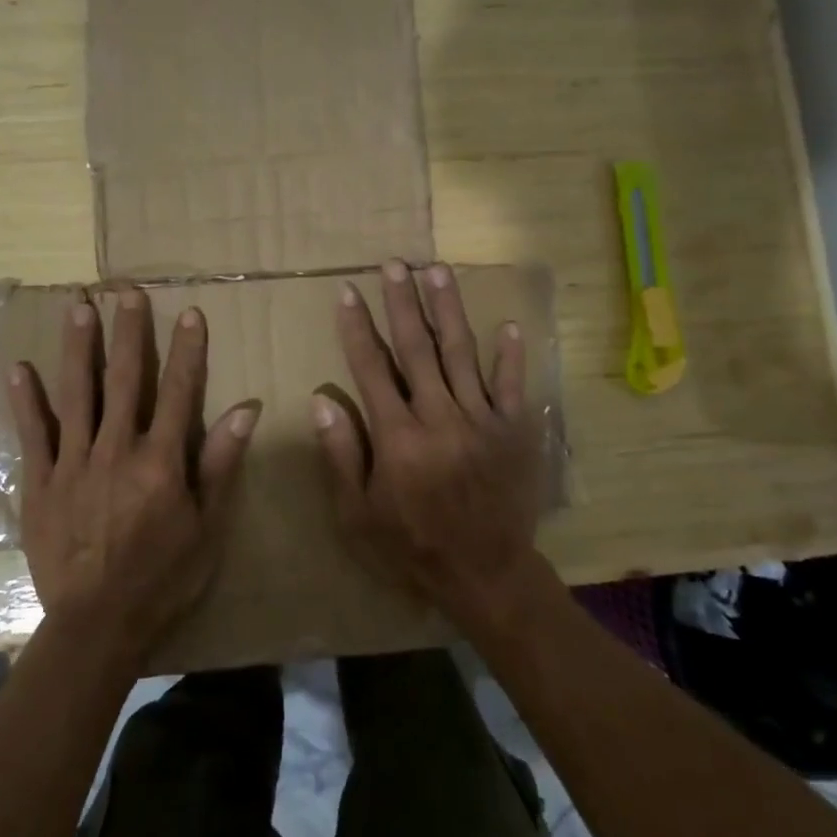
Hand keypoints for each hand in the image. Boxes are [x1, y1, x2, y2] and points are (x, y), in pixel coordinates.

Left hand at [9, 287, 258, 663]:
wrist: (98, 625)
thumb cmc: (164, 578)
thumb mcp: (208, 527)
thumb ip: (221, 464)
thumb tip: (246, 410)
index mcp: (161, 461)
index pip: (180, 391)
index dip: (187, 350)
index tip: (189, 312)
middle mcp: (116, 450)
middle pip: (124, 380)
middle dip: (127, 333)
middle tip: (125, 291)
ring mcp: (73, 464)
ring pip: (76, 394)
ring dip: (77, 348)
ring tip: (77, 307)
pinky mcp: (41, 483)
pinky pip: (32, 434)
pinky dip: (25, 401)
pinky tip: (18, 368)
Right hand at [313, 260, 549, 637]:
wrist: (486, 573)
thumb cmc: (412, 546)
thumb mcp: (358, 514)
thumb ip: (342, 455)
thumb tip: (322, 401)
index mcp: (398, 438)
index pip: (372, 369)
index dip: (357, 327)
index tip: (348, 292)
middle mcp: (439, 418)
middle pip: (417, 349)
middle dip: (402, 302)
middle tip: (394, 264)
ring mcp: (482, 421)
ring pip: (461, 353)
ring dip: (448, 310)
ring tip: (437, 270)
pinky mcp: (514, 430)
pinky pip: (513, 386)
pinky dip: (510, 356)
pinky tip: (508, 324)